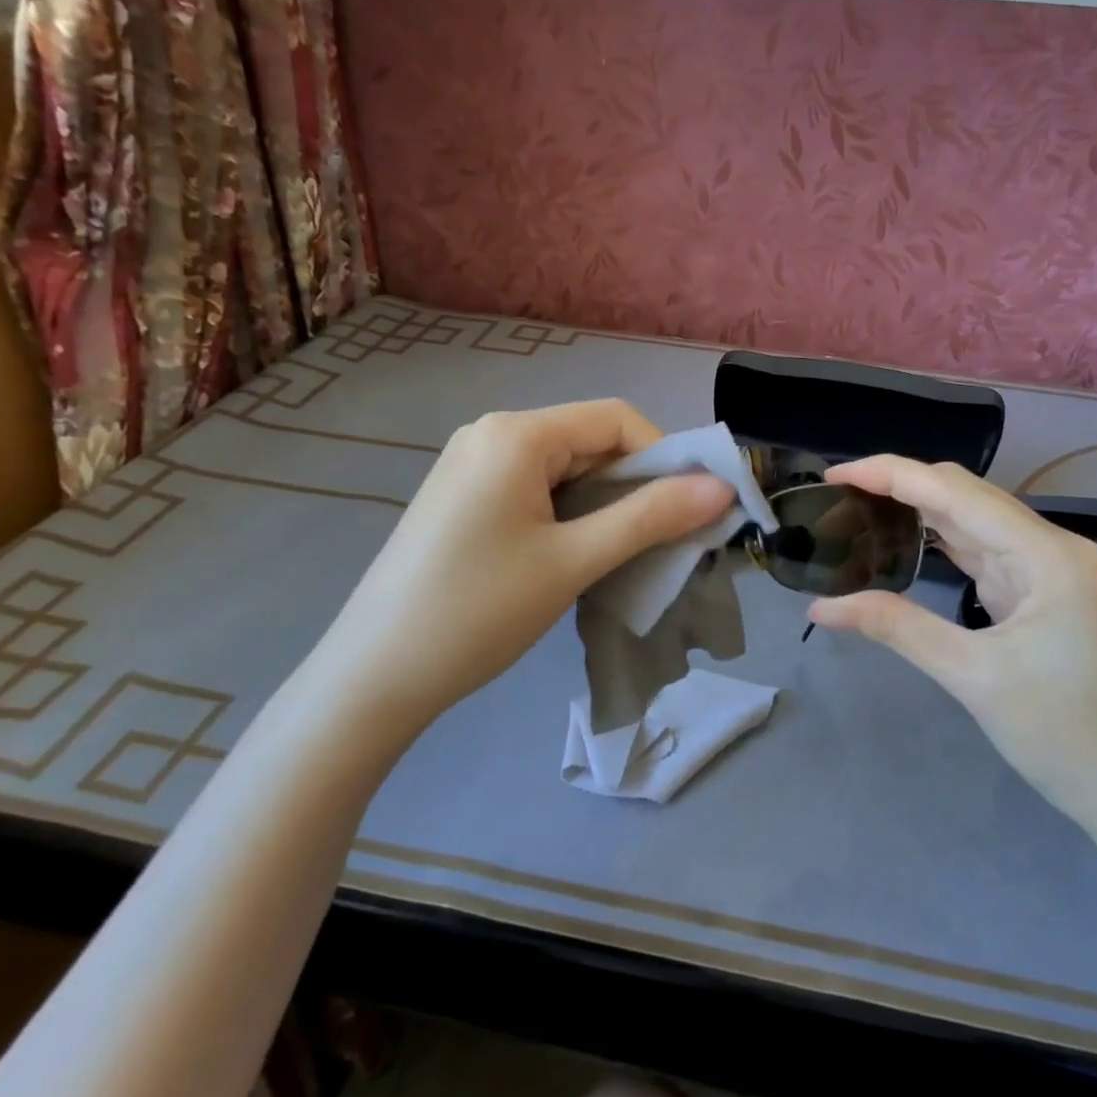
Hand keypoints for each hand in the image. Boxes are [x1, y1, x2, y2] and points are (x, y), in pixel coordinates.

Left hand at [299, 401, 733, 751]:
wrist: (373, 678)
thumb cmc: (478, 611)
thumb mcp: (573, 561)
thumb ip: (650, 517)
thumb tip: (723, 489)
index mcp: (516, 434)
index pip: (615, 419)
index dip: (665, 457)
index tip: (692, 510)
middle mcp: (491, 434)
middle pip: (590, 441)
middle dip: (636, 485)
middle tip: (667, 539)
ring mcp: (472, 466)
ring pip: (566, 469)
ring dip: (606, 504)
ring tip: (626, 554)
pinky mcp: (464, 499)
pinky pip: (536, 489)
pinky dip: (572, 514)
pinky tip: (579, 554)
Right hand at [805, 457, 1096, 842]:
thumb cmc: (1064, 735)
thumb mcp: (972, 677)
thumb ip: (897, 627)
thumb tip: (822, 606)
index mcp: (1048, 555)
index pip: (956, 492)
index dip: (891, 474)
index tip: (835, 474)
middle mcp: (1053, 548)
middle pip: (966, 496)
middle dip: (902, 485)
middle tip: (840, 493)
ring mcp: (1050, 570)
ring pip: (974, 522)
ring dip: (920, 511)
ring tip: (862, 508)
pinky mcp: (1042, 594)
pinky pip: (984, 553)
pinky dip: (942, 544)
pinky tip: (907, 540)